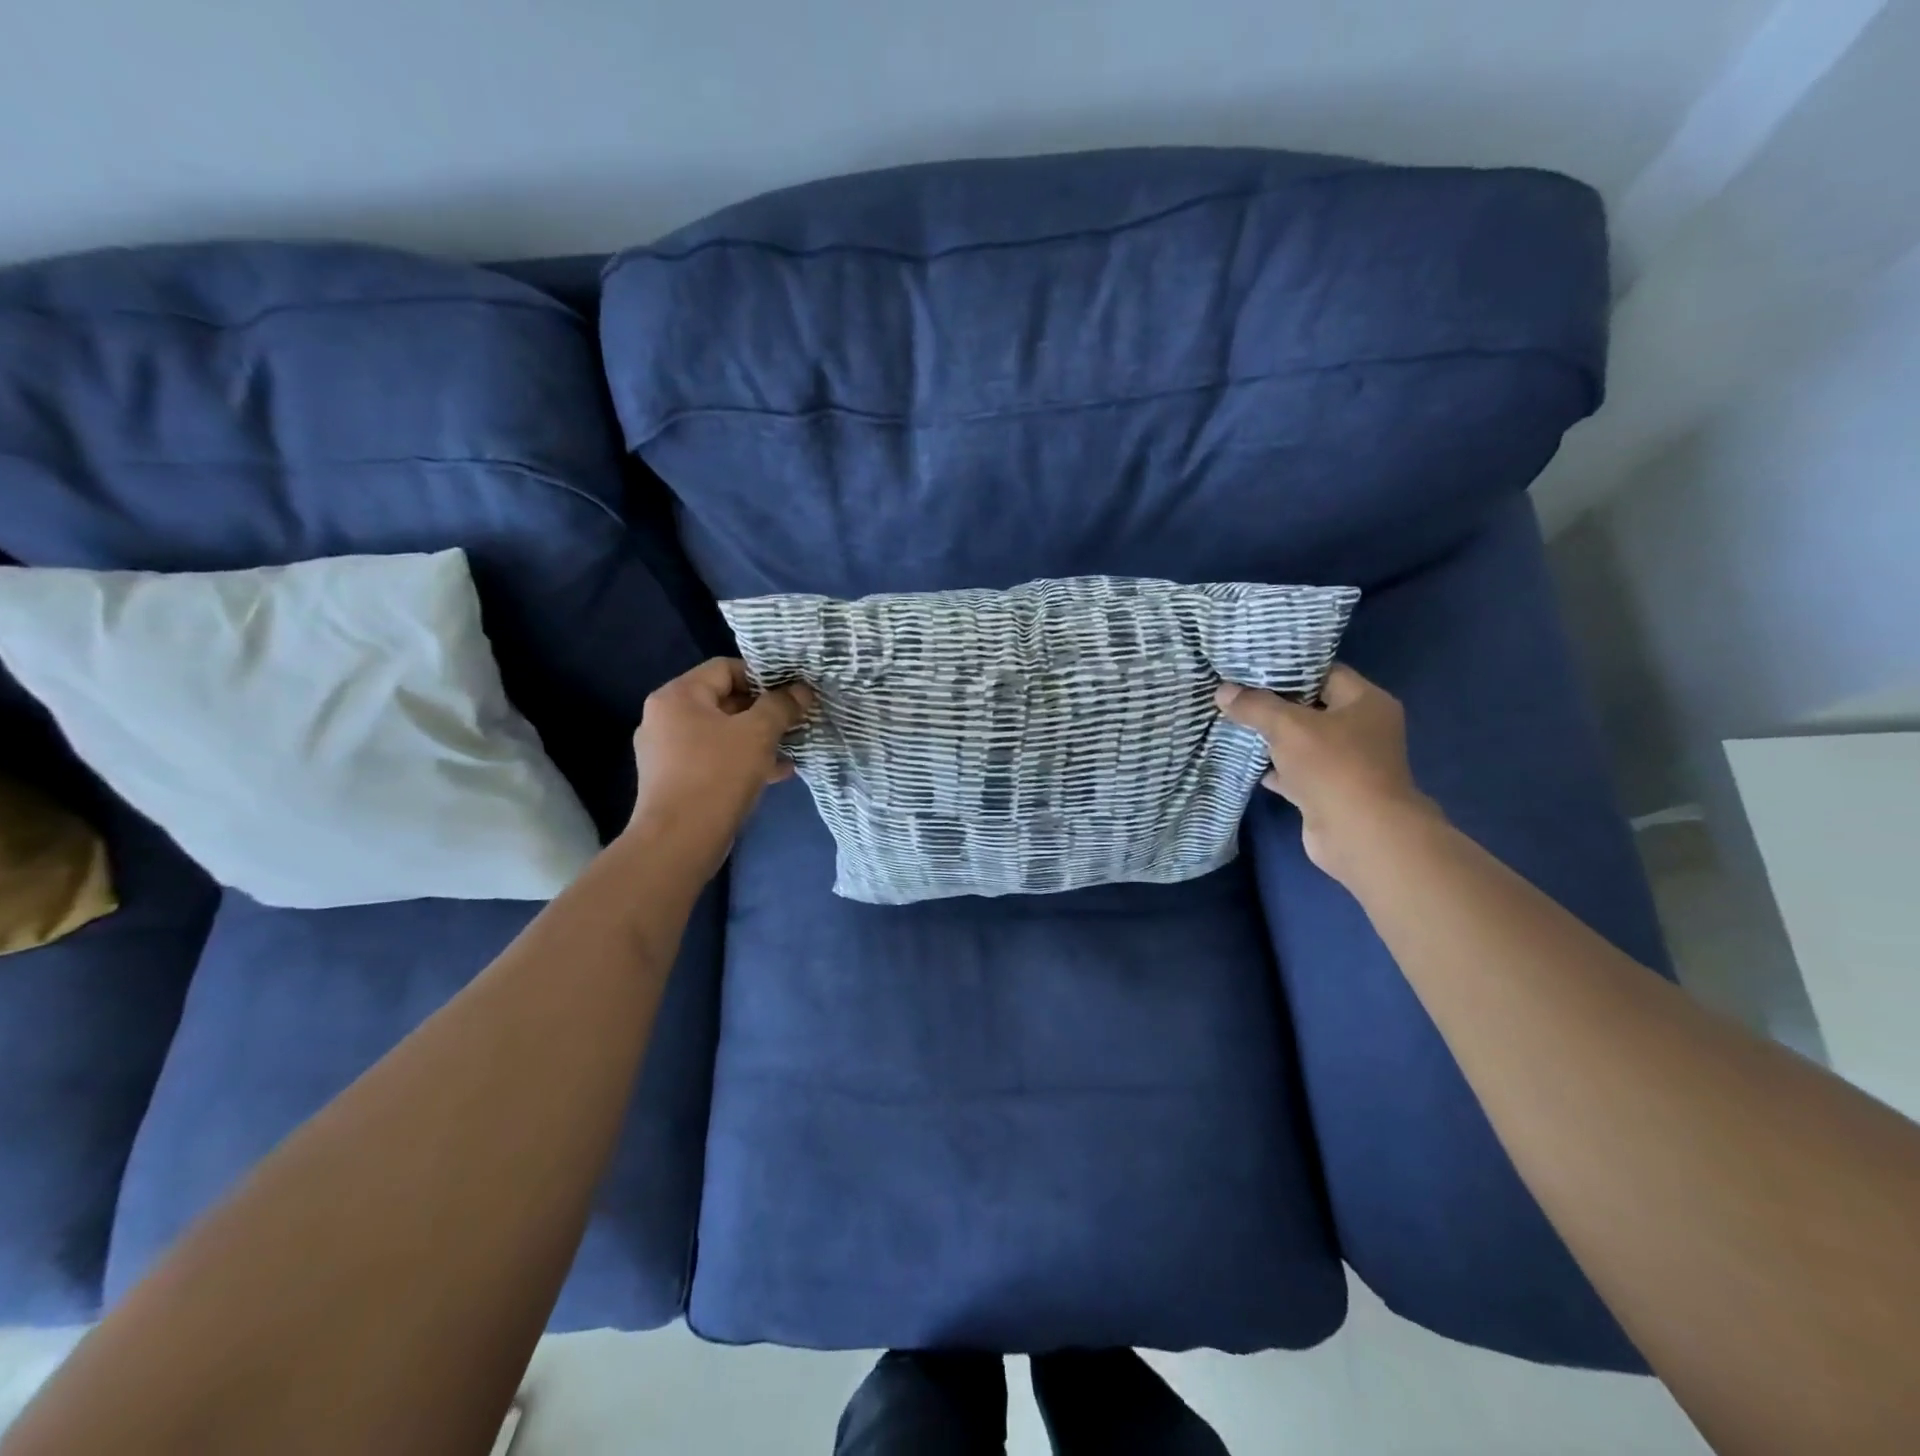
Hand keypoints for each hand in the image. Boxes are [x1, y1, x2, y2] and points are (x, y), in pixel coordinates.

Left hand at [627, 658, 814, 879]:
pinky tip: (776, 773)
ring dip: (758, 738)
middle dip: (764, 711)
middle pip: (724, 700)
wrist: (678, 841)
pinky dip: (743, 761)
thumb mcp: (758, 734)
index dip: (763, 676)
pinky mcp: (675, 780)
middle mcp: (665, 718)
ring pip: (722, 733)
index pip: (725, 668)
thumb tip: (801, 691)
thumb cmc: (717, 775)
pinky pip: (715, 759)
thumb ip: (781, 706)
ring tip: (791, 748)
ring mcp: (667, 751)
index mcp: (677, 696)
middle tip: (796, 721)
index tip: (792, 694)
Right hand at [1215, 664, 1440, 883]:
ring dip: (1270, 737)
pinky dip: (1273, 767)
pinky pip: (1295, 771)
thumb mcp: (1289, 727)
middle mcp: (1361, 729)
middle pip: (1310, 707)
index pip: (1324, 672)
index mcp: (1366, 702)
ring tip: (1231, 721)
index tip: (1251, 665)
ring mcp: (1346, 763)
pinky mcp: (1328, 791)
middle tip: (1234, 692)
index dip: (1288, 667)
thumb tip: (1222, 691)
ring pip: (1301, 741)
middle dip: (1273, 703)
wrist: (1359, 834)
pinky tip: (1243, 759)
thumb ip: (1255, 706)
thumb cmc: (1333, 767)